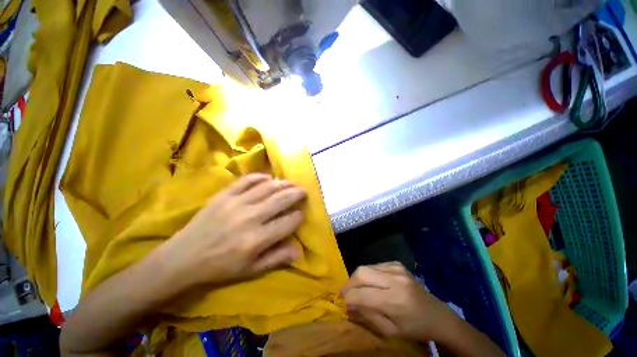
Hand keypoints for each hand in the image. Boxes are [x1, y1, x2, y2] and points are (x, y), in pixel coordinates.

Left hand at [158, 173, 305, 287]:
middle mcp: (249, 218)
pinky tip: (269, 178)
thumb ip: (276, 259)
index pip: (288, 222)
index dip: (299, 216)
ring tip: (291, 183)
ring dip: (283, 183)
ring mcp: (236, 203)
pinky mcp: (224, 195)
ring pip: (267, 187)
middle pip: (281, 199)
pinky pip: (247, 180)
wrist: (182, 258)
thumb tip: (299, 251)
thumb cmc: (219, 268)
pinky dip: (260, 177)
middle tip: (304, 192)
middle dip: (297, 194)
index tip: (302, 213)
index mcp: (256, 240)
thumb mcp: (250, 271)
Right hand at [341, 262, 456, 340]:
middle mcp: (395, 280)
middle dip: (350, 283)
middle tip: (347, 293)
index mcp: (395, 301)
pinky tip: (373, 283)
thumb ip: (368, 317)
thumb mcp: (390, 332)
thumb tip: (348, 306)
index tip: (341, 301)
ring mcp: (397, 268)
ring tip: (359, 289)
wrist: (437, 315)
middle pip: (361, 273)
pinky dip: (369, 274)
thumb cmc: (415, 329)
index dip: (348, 296)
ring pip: (366, 267)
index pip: (362, 294)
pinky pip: (375, 265)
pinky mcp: (397, 264)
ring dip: (358, 278)